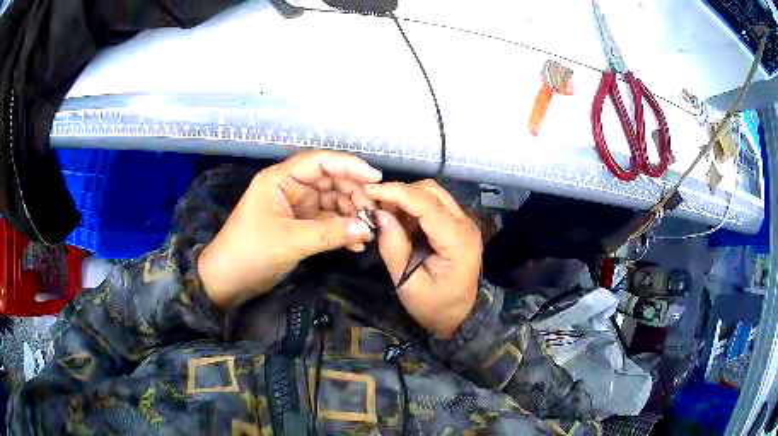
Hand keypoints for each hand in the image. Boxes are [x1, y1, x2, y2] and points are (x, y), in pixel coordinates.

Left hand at [199, 151, 381, 307]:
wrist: (227, 280)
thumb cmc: (251, 252)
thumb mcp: (290, 241)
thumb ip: (330, 233)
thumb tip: (367, 228)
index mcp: (280, 179)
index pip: (320, 162)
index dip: (350, 166)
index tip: (376, 179)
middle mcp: (289, 188)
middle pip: (329, 181)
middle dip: (353, 194)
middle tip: (374, 212)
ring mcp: (294, 208)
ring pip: (330, 202)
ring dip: (350, 215)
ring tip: (368, 231)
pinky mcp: (297, 227)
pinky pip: (325, 222)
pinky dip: (341, 231)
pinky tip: (356, 244)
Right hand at [365, 180, 481, 338]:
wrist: (461, 316)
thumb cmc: (434, 306)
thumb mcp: (407, 284)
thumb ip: (393, 248)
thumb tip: (379, 213)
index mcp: (457, 241)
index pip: (426, 204)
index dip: (395, 192)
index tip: (368, 191)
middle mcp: (465, 224)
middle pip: (431, 191)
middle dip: (399, 192)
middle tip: (373, 204)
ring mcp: (464, 222)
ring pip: (433, 193)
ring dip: (406, 197)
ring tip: (383, 212)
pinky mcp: (458, 224)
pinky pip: (434, 203)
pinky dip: (413, 205)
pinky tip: (398, 218)